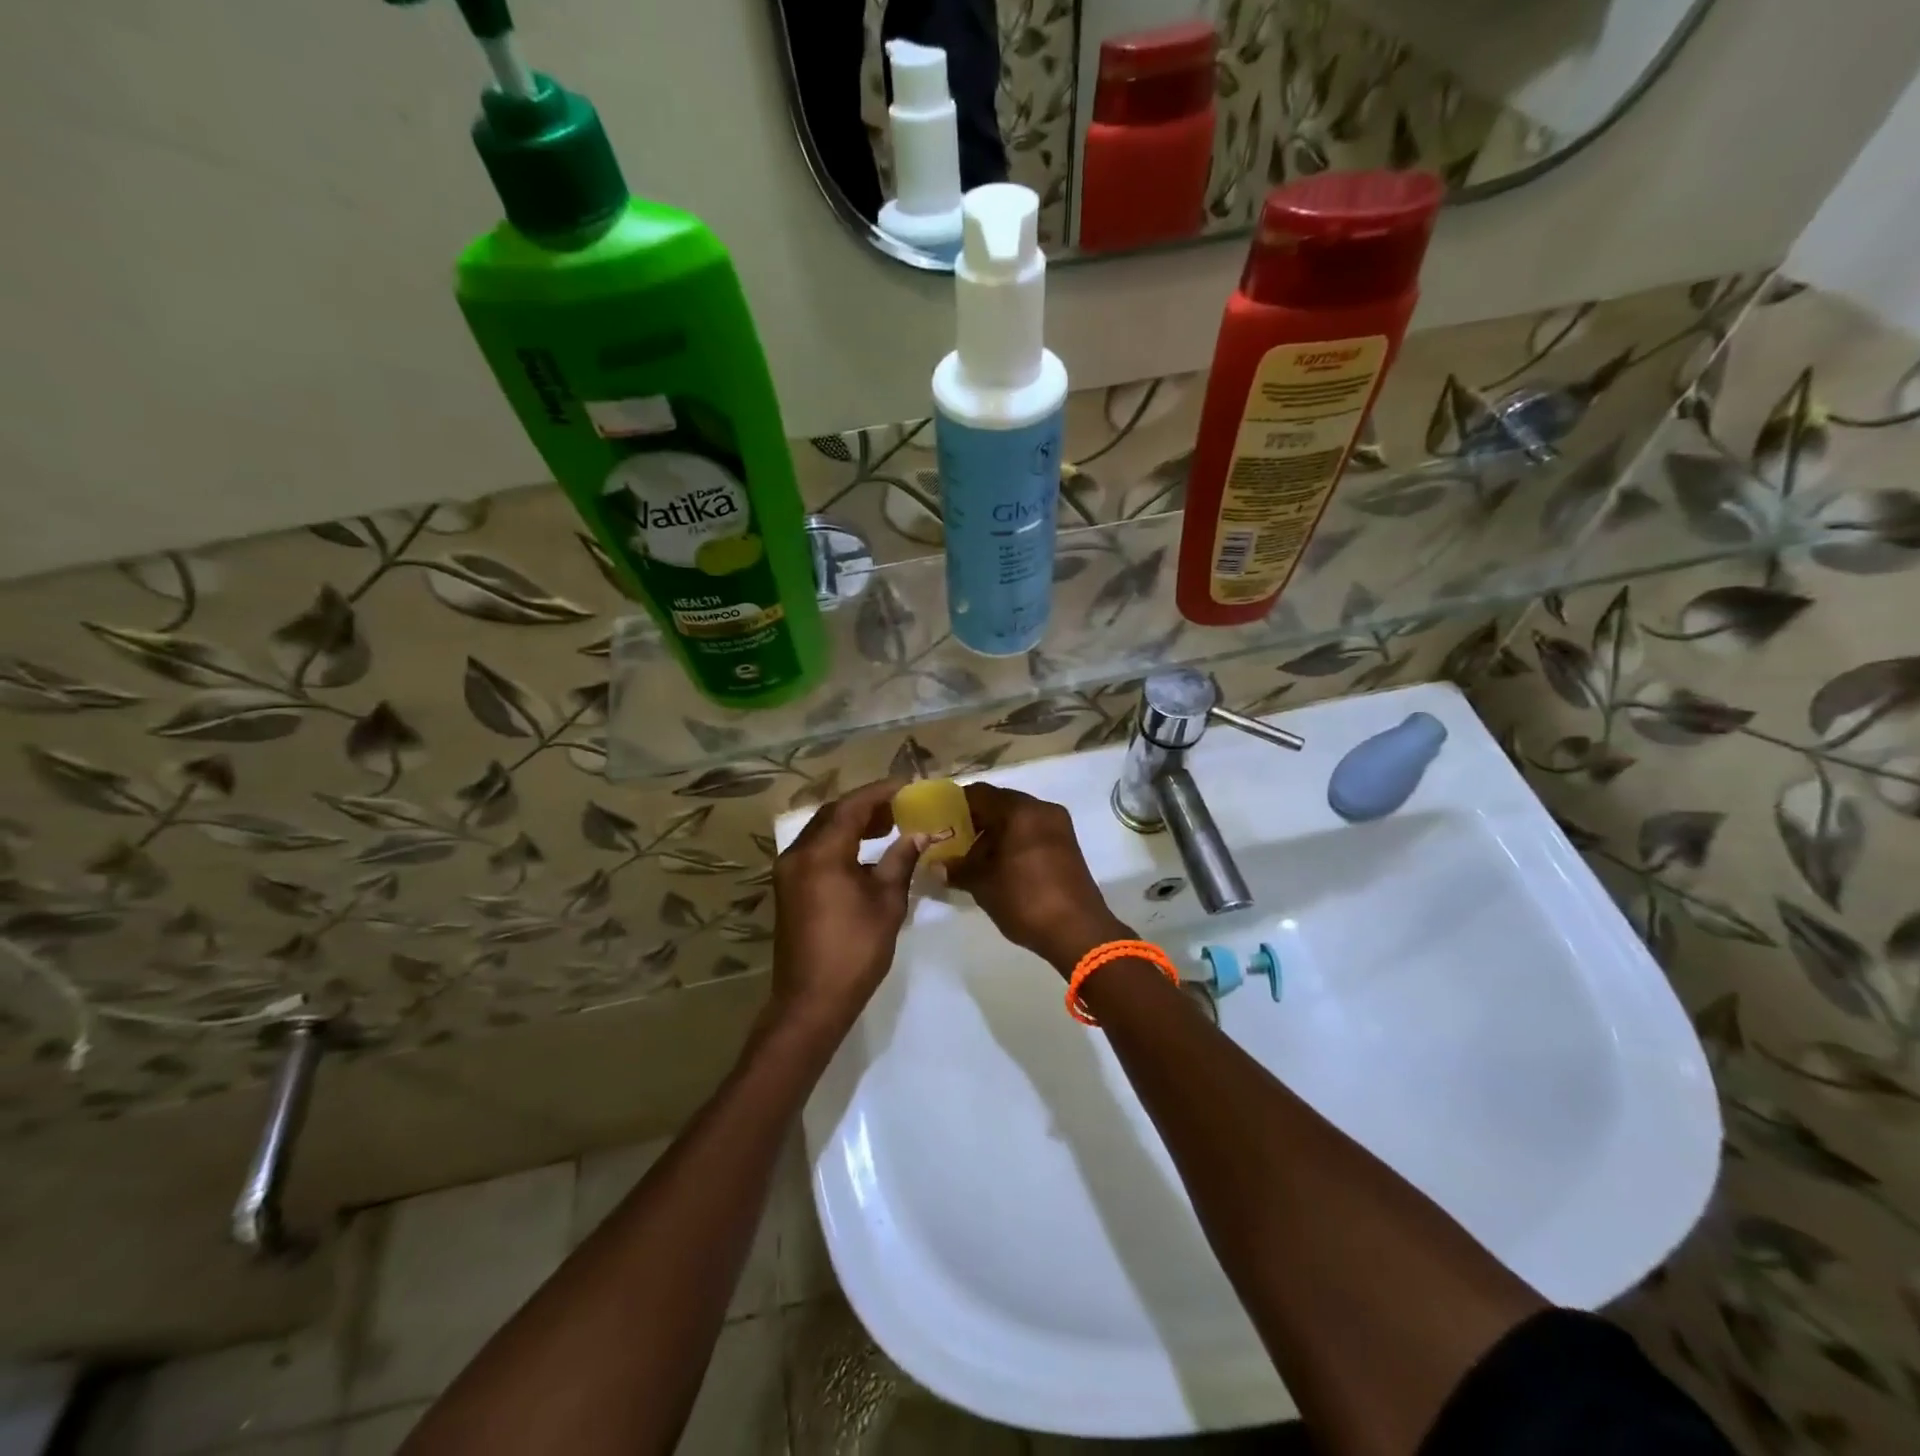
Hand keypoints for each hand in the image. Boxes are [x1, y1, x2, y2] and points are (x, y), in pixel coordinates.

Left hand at [770, 777, 929, 1034]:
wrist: (811, 1000)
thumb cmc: (855, 950)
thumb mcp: (887, 902)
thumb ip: (901, 860)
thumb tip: (920, 834)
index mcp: (821, 853)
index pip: (852, 807)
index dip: (881, 792)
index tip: (908, 786)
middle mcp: (798, 854)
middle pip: (833, 814)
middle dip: (866, 805)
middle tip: (900, 805)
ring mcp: (788, 871)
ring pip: (821, 831)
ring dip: (852, 823)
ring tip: (887, 825)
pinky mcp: (788, 888)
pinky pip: (815, 850)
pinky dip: (839, 842)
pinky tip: (864, 853)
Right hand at [946, 782, 1129, 975]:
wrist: (1077, 932)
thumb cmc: (1025, 899)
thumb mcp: (983, 884)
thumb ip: (957, 869)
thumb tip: (936, 866)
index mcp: (1019, 810)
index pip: (979, 793)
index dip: (955, 806)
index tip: (939, 822)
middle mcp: (1041, 809)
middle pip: (1000, 804)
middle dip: (975, 821)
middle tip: (953, 842)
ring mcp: (1059, 826)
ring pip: (1017, 819)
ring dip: (995, 833)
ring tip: (974, 859)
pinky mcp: (1067, 845)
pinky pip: (1033, 832)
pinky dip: (1014, 842)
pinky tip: (999, 866)